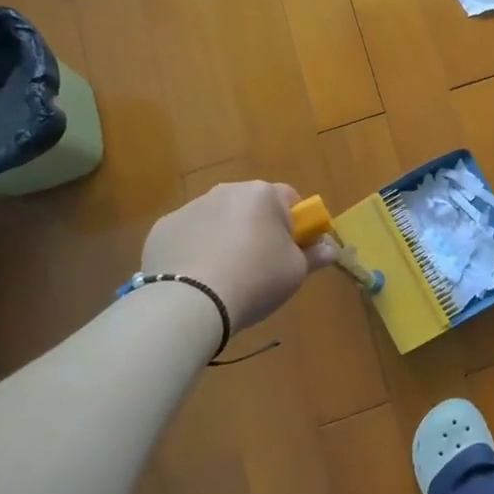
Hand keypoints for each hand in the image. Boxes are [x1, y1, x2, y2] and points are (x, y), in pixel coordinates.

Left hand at [140, 182, 332, 330]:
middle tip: (259, 265)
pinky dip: (194, 250)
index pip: (290, 199)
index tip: (291, 251)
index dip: (295, 225)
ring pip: (218, 219)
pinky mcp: (163, 228)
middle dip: (257, 228)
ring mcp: (191, 207)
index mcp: (263, 194)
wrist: (190, 302)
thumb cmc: (255, 280)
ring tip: (224, 277)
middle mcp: (227, 190)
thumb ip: (314, 256)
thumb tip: (330, 249)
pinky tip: (195, 279)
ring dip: (225, 237)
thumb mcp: (295, 273)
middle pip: (251, 206)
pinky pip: (188, 235)